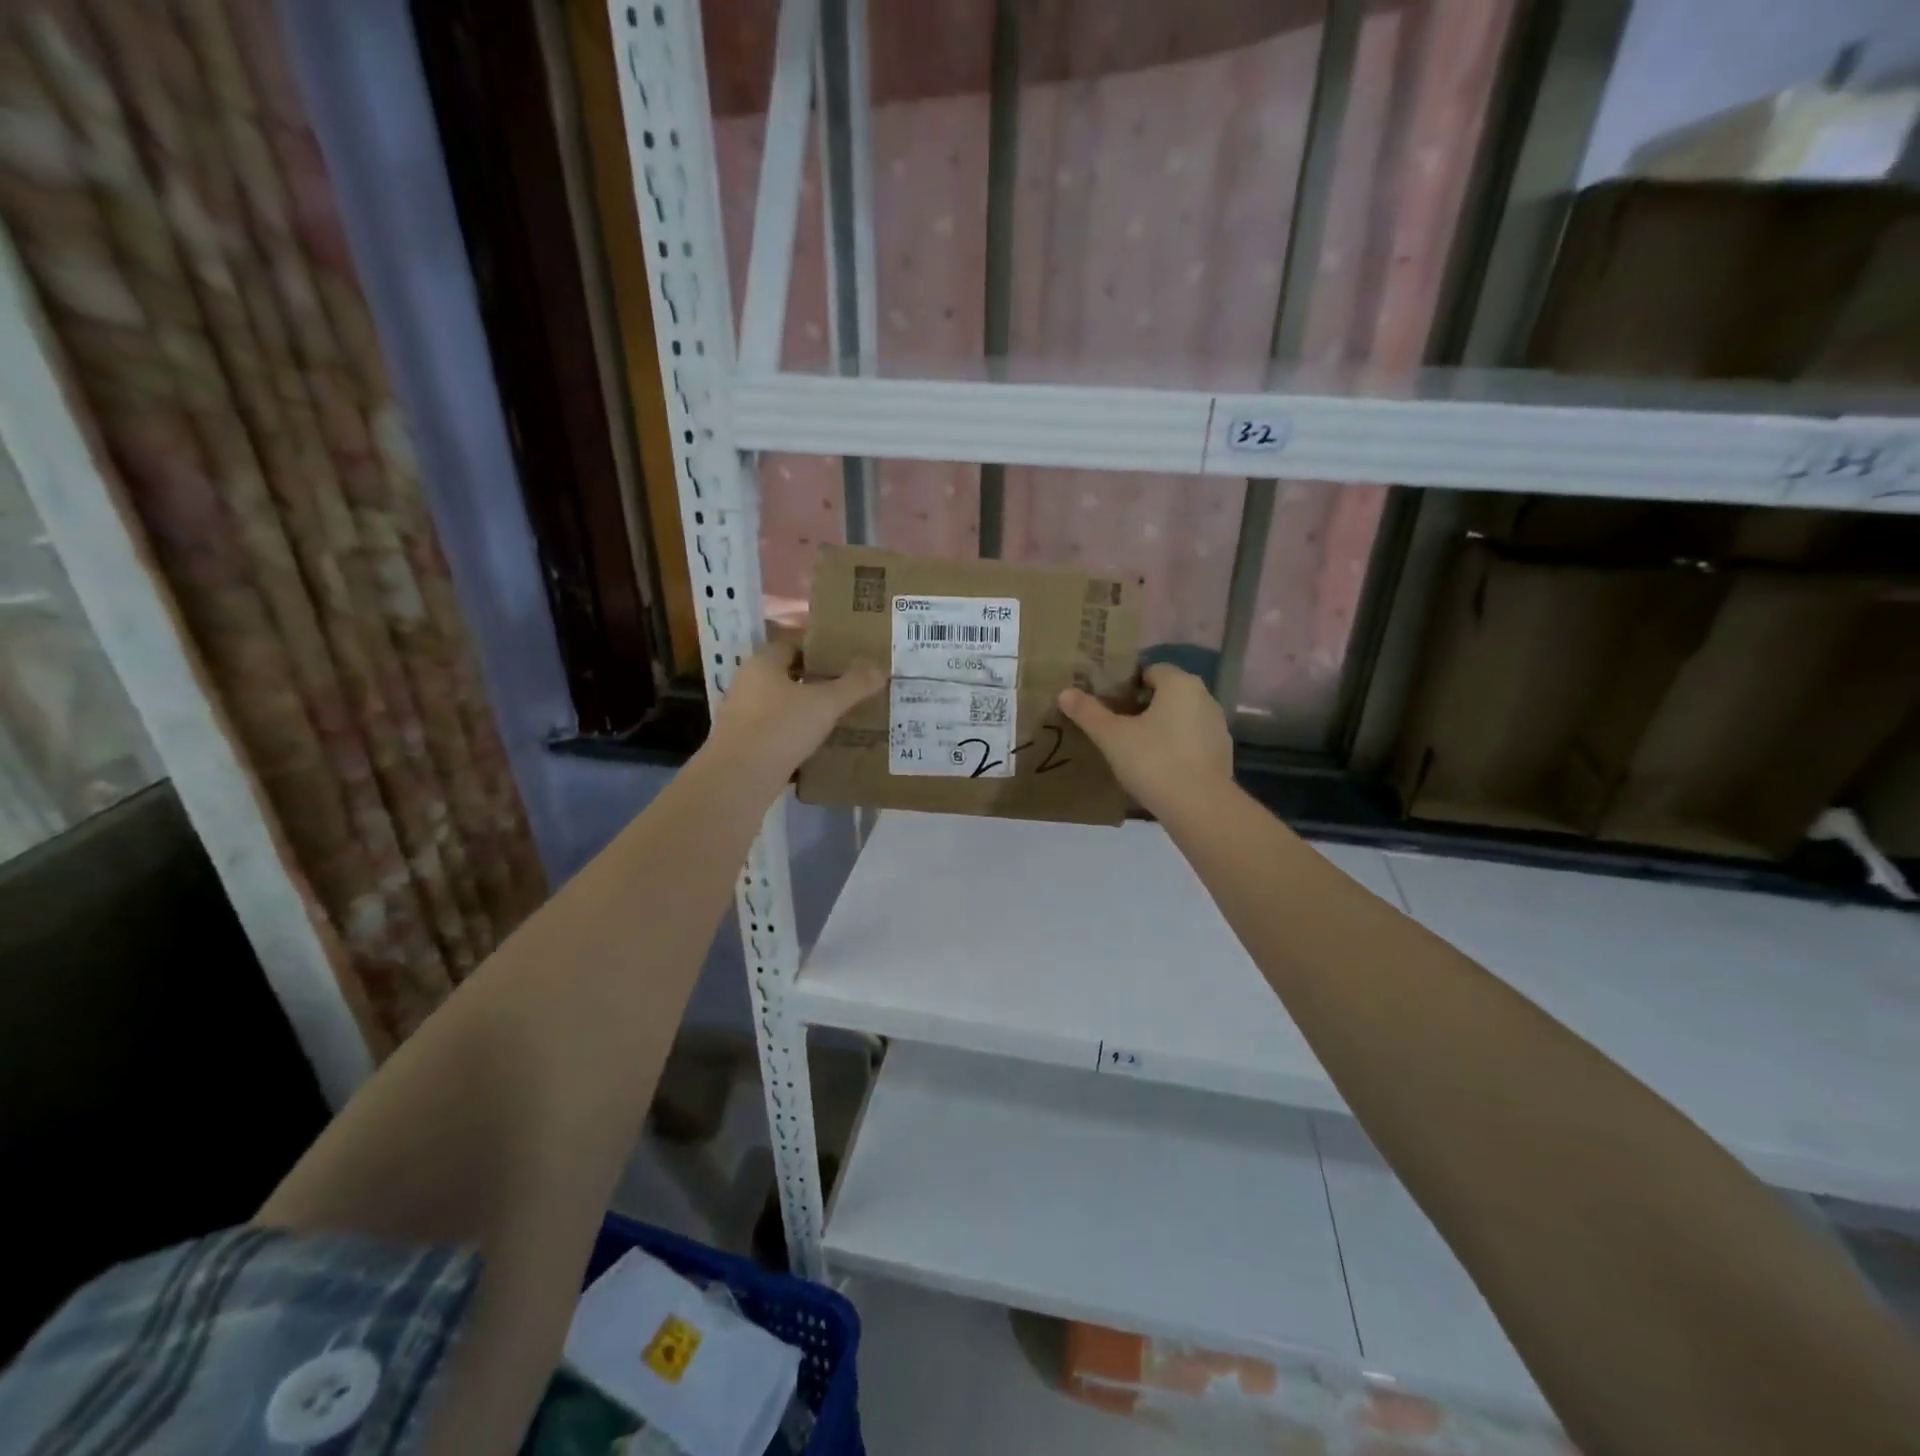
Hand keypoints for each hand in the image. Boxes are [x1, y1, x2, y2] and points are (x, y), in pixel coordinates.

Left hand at [705, 641, 885, 786]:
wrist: (739, 778)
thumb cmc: (781, 727)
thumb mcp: (826, 704)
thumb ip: (854, 685)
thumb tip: (880, 668)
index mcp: (763, 663)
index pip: (791, 643)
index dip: (817, 648)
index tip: (844, 656)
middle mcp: (747, 683)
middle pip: (785, 673)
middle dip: (813, 678)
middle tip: (845, 685)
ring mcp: (740, 715)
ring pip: (779, 703)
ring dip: (803, 707)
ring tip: (835, 715)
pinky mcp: (741, 743)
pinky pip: (773, 729)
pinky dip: (793, 732)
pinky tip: (815, 743)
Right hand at [1058, 663, 1232, 814]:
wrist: (1199, 807)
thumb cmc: (1154, 761)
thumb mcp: (1112, 736)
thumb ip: (1088, 712)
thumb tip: (1065, 692)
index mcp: (1180, 684)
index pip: (1150, 670)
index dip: (1127, 683)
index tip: (1107, 702)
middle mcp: (1204, 697)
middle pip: (1166, 693)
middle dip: (1141, 705)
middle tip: (1114, 724)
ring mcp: (1217, 726)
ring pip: (1180, 717)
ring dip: (1159, 727)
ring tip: (1133, 747)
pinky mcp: (1222, 754)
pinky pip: (1191, 741)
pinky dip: (1175, 747)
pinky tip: (1156, 767)